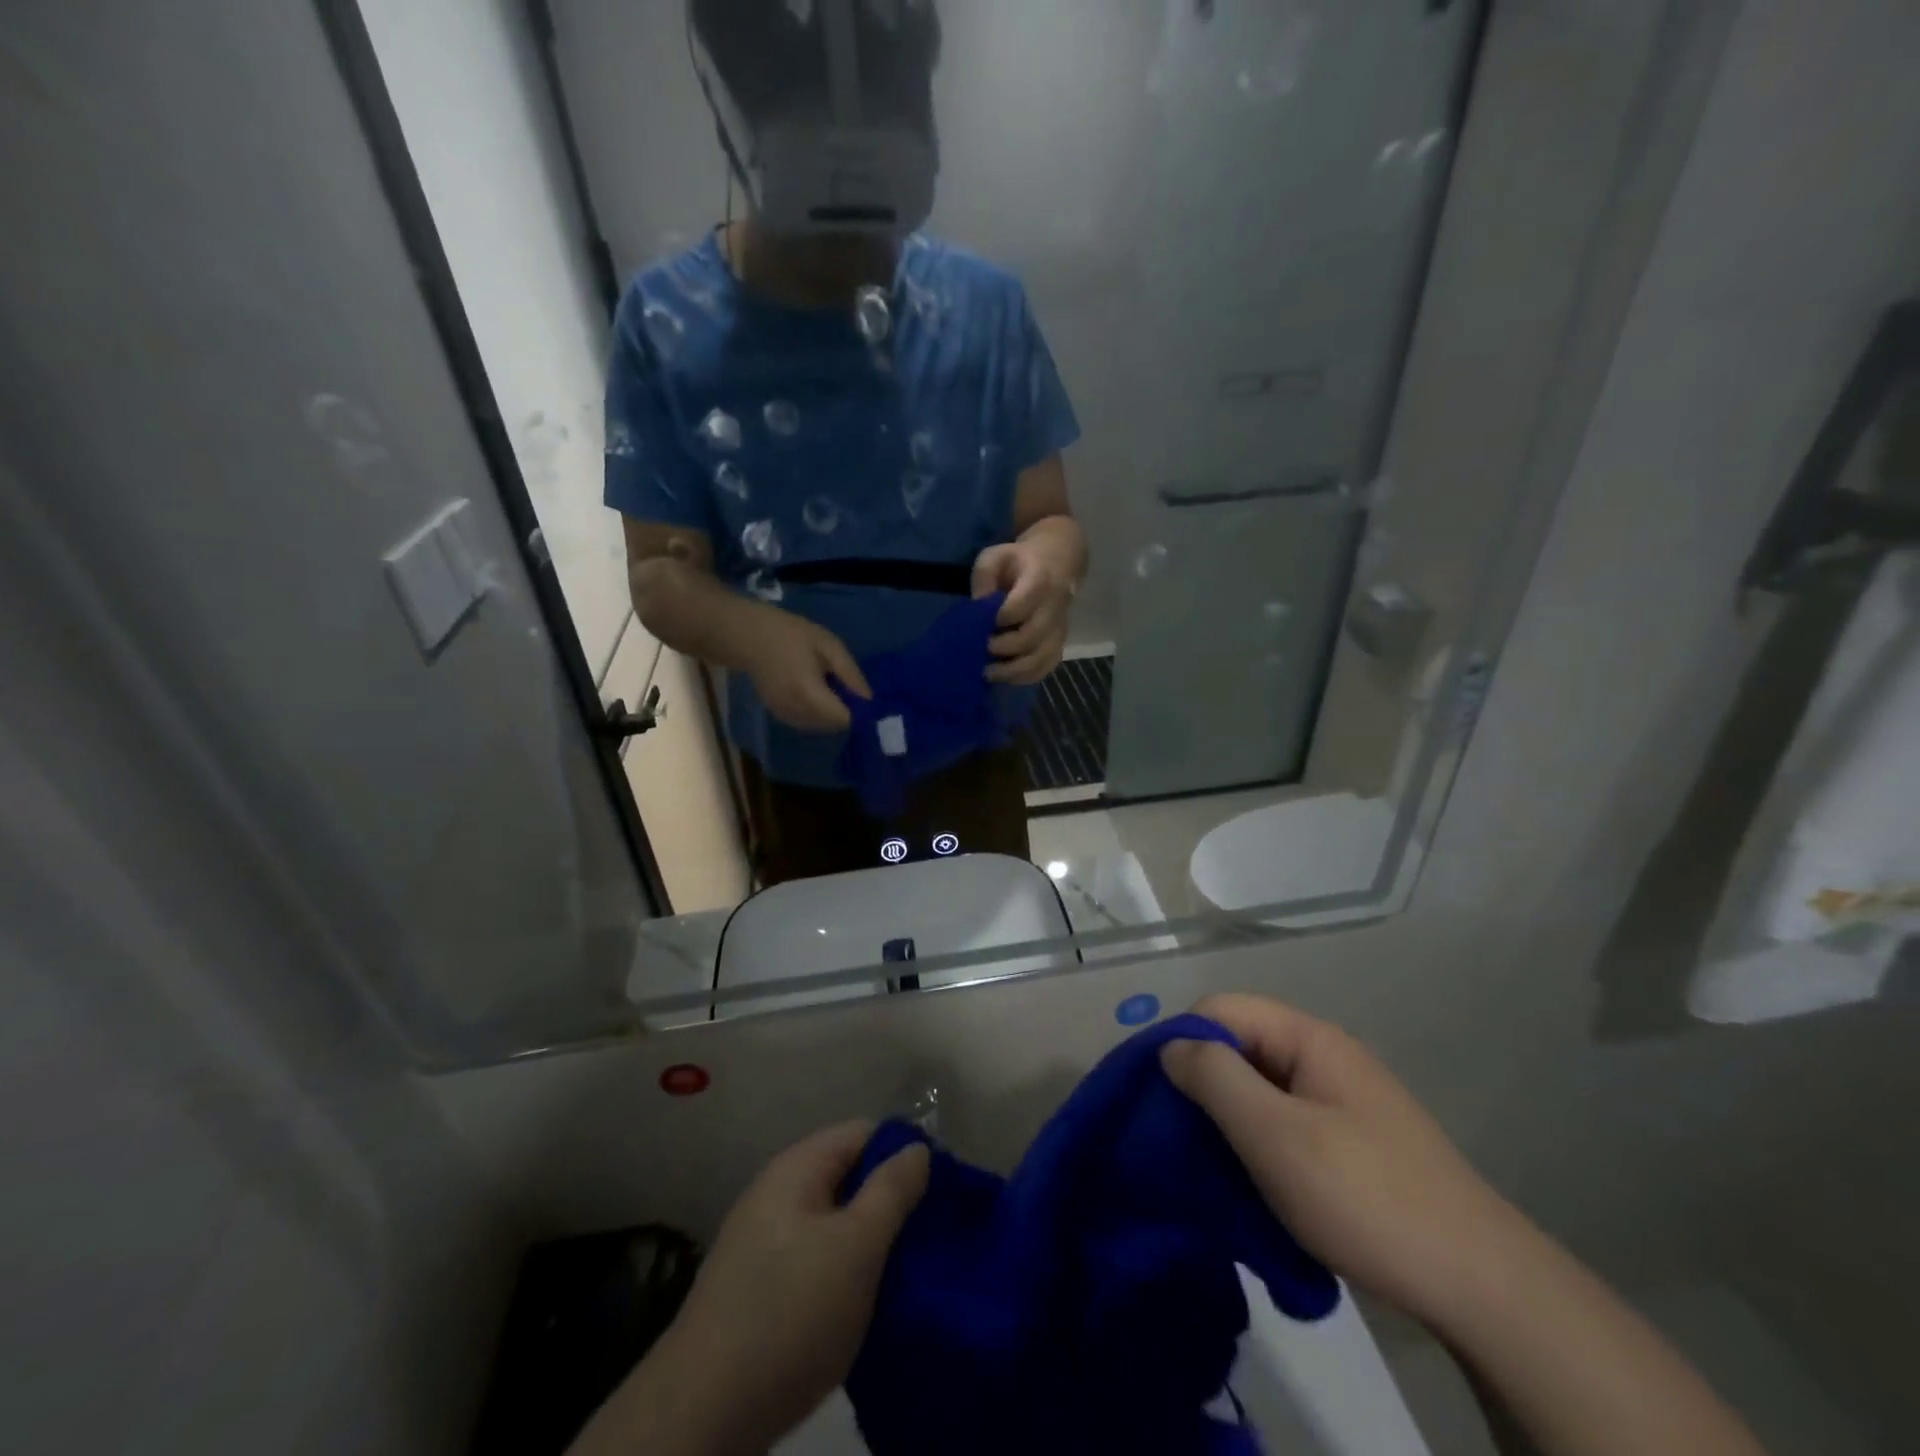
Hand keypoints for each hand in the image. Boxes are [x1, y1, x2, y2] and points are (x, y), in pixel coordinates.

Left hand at [578, 1124, 929, 1455]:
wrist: (701, 1415)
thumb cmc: (790, 1314)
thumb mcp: (856, 1247)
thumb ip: (892, 1191)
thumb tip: (916, 1147)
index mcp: (797, 1168)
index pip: (863, 1133)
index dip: (904, 1152)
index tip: (942, 1188)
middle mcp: (777, 1194)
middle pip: (847, 1176)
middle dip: (890, 1200)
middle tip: (931, 1235)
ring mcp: (763, 1243)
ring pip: (833, 1224)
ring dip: (870, 1242)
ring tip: (908, 1271)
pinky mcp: (759, 1290)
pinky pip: (815, 1260)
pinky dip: (844, 1273)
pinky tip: (866, 1304)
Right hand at [737, 605, 872, 731]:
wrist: (748, 637)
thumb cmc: (790, 635)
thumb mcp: (828, 645)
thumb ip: (850, 673)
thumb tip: (868, 699)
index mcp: (809, 693)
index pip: (844, 719)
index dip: (856, 709)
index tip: (858, 693)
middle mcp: (797, 712)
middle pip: (834, 726)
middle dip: (844, 711)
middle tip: (842, 686)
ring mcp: (785, 717)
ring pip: (821, 727)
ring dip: (830, 713)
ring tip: (825, 686)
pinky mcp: (779, 716)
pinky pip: (807, 723)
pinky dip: (816, 713)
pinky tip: (812, 692)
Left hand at [972, 539, 1073, 684]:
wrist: (1058, 562)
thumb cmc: (1018, 562)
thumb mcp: (996, 556)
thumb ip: (983, 576)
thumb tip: (978, 606)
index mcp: (1039, 580)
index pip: (1020, 606)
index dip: (999, 619)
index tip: (981, 624)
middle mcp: (1054, 607)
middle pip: (1031, 636)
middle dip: (1003, 648)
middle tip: (981, 649)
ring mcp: (1060, 628)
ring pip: (1041, 658)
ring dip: (1013, 670)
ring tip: (987, 672)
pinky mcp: (1060, 643)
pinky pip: (1047, 667)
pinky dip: (1026, 677)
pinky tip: (1005, 677)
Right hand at [1162, 994, 1528, 1331]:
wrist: (1482, 1287)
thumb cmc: (1366, 1196)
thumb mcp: (1276, 1134)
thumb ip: (1215, 1078)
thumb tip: (1170, 1045)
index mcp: (1307, 1038)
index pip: (1220, 1008)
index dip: (1183, 1041)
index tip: (1161, 1096)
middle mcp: (1322, 1057)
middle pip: (1238, 1046)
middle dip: (1202, 1085)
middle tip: (1180, 1139)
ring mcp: (1338, 1100)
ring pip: (1258, 1089)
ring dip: (1228, 1121)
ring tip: (1210, 1167)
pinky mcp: (1348, 1142)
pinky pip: (1282, 1123)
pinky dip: (1257, 1145)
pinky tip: (1251, 1185)